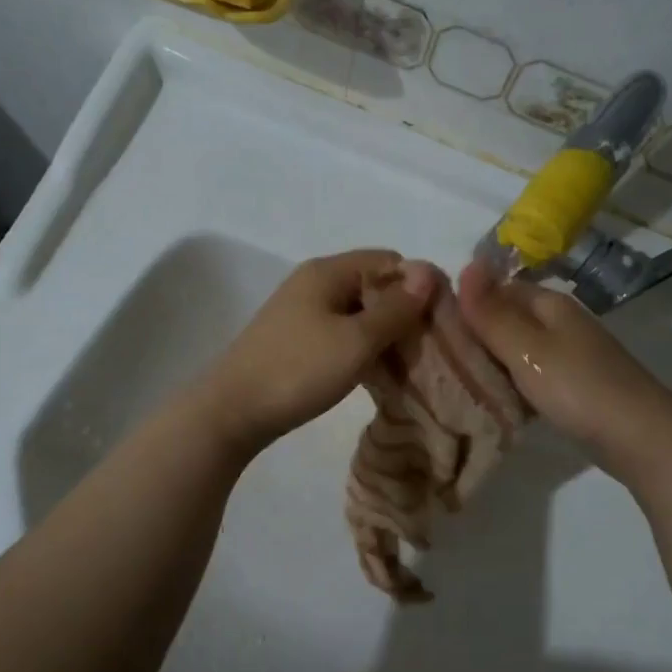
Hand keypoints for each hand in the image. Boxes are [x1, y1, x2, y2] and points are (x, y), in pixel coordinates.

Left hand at [195, 249, 438, 457]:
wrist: (232, 411)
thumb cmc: (298, 370)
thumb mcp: (356, 341)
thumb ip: (395, 308)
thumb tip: (428, 271)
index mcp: (328, 271)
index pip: (389, 260)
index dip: (418, 285)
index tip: (439, 323)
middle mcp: (314, 283)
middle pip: (374, 285)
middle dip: (403, 313)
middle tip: (426, 350)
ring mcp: (302, 312)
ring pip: (358, 312)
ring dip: (383, 335)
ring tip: (405, 366)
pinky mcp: (296, 339)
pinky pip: (340, 333)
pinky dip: (361, 348)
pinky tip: (375, 374)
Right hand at [456, 258, 668, 477]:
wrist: (641, 438)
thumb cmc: (577, 387)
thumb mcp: (525, 348)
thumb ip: (492, 312)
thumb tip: (465, 263)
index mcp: (548, 303)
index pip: (496, 289)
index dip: (464, 303)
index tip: (429, 326)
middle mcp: (559, 321)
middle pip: (506, 319)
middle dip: (474, 335)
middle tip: (435, 359)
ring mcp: (569, 354)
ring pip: (517, 349)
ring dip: (490, 362)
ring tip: (454, 380)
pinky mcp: (573, 385)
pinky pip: (530, 374)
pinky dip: (511, 383)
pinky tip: (493, 400)